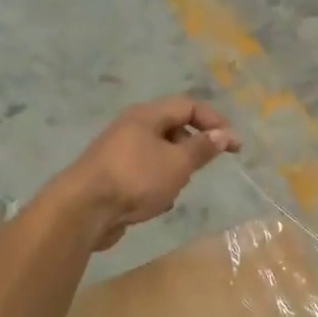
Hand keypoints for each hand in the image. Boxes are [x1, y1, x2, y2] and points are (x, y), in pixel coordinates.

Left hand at [57, 96, 240, 250]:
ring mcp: (119, 152)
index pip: (188, 106)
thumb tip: (223, 134)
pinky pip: (145, 174)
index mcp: (147, 116)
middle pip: (173, 129)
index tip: (233, 146)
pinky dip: (157, 185)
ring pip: (160, 154)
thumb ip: (202, 148)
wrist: (83, 210)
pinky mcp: (112, 176)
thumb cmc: (136, 179)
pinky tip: (157, 204)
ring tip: (176, 188)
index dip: (215, 122)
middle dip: (193, 148)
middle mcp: (131, 128)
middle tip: (202, 167)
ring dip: (175, 170)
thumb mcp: (178, 163)